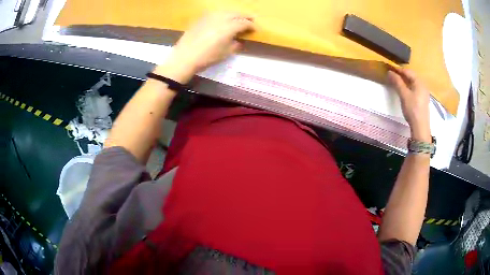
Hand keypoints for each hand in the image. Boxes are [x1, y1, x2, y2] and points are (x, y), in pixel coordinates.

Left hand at [154, 12, 254, 82]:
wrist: (184, 56)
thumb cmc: (207, 57)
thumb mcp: (225, 53)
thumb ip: (235, 45)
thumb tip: (239, 41)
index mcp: (229, 27)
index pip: (244, 23)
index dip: (251, 25)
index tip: (255, 29)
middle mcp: (221, 18)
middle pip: (236, 13)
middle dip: (245, 16)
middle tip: (251, 18)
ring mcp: (210, 16)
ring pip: (226, 11)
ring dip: (234, 13)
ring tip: (238, 17)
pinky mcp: (201, 18)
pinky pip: (215, 12)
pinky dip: (223, 14)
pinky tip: (223, 18)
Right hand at [387, 67, 430, 141]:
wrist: (420, 127)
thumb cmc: (412, 109)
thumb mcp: (403, 94)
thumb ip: (397, 82)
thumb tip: (389, 72)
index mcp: (419, 82)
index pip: (407, 71)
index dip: (398, 70)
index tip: (389, 69)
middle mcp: (423, 85)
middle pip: (411, 76)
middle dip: (402, 74)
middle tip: (393, 75)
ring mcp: (424, 93)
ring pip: (413, 82)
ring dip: (405, 81)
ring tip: (397, 82)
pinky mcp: (423, 99)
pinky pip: (415, 88)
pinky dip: (409, 87)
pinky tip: (405, 91)